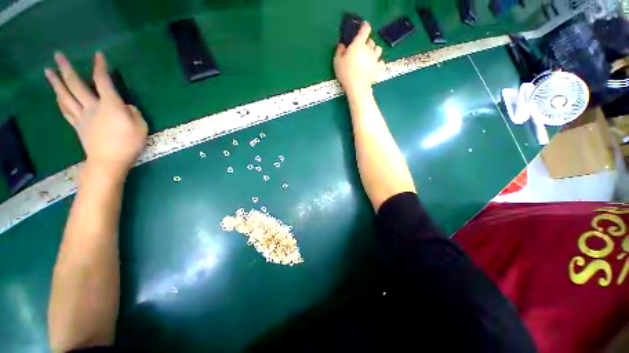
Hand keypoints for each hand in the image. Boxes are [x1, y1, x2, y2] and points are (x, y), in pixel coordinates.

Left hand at [45, 52, 147, 178]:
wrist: (109, 161)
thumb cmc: (129, 143)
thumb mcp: (141, 126)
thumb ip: (134, 112)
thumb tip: (126, 106)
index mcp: (109, 105)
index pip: (103, 81)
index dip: (100, 67)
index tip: (98, 55)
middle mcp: (92, 106)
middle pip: (76, 85)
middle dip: (66, 69)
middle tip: (57, 55)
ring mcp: (82, 116)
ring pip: (66, 96)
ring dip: (56, 83)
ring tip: (48, 71)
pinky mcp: (78, 126)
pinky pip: (66, 111)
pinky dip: (60, 102)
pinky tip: (56, 96)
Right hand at [334, 22, 384, 97]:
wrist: (357, 87)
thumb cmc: (346, 73)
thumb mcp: (337, 61)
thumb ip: (339, 50)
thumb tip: (342, 45)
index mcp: (359, 44)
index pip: (365, 29)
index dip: (364, 26)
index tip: (363, 26)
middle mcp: (369, 48)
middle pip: (371, 41)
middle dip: (366, 43)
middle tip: (360, 49)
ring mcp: (375, 58)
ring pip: (378, 49)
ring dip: (374, 50)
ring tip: (368, 56)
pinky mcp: (378, 67)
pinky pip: (380, 61)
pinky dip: (378, 62)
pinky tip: (373, 65)